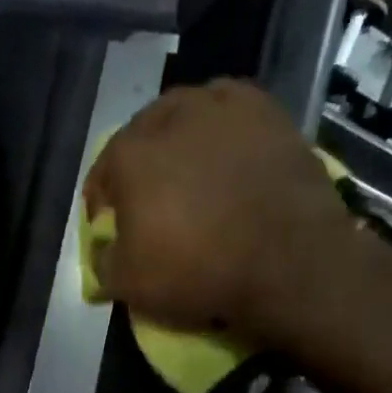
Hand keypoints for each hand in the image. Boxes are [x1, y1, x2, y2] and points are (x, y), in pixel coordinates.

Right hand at [85, 80, 353, 342]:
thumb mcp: (130, 285)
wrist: (289, 262)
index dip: (102, 202)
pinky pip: (234, 113)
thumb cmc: (198, 271)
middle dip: (141, 163)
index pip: (103, 173)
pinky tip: (230, 153)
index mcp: (130, 153)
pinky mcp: (270, 113)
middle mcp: (172, 116)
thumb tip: (104, 254)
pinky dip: (225, 130)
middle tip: (149, 196)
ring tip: (191, 168)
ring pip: (189, 115)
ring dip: (182, 138)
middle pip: (143, 135)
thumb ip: (104, 264)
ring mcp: (224, 108)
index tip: (110, 225)